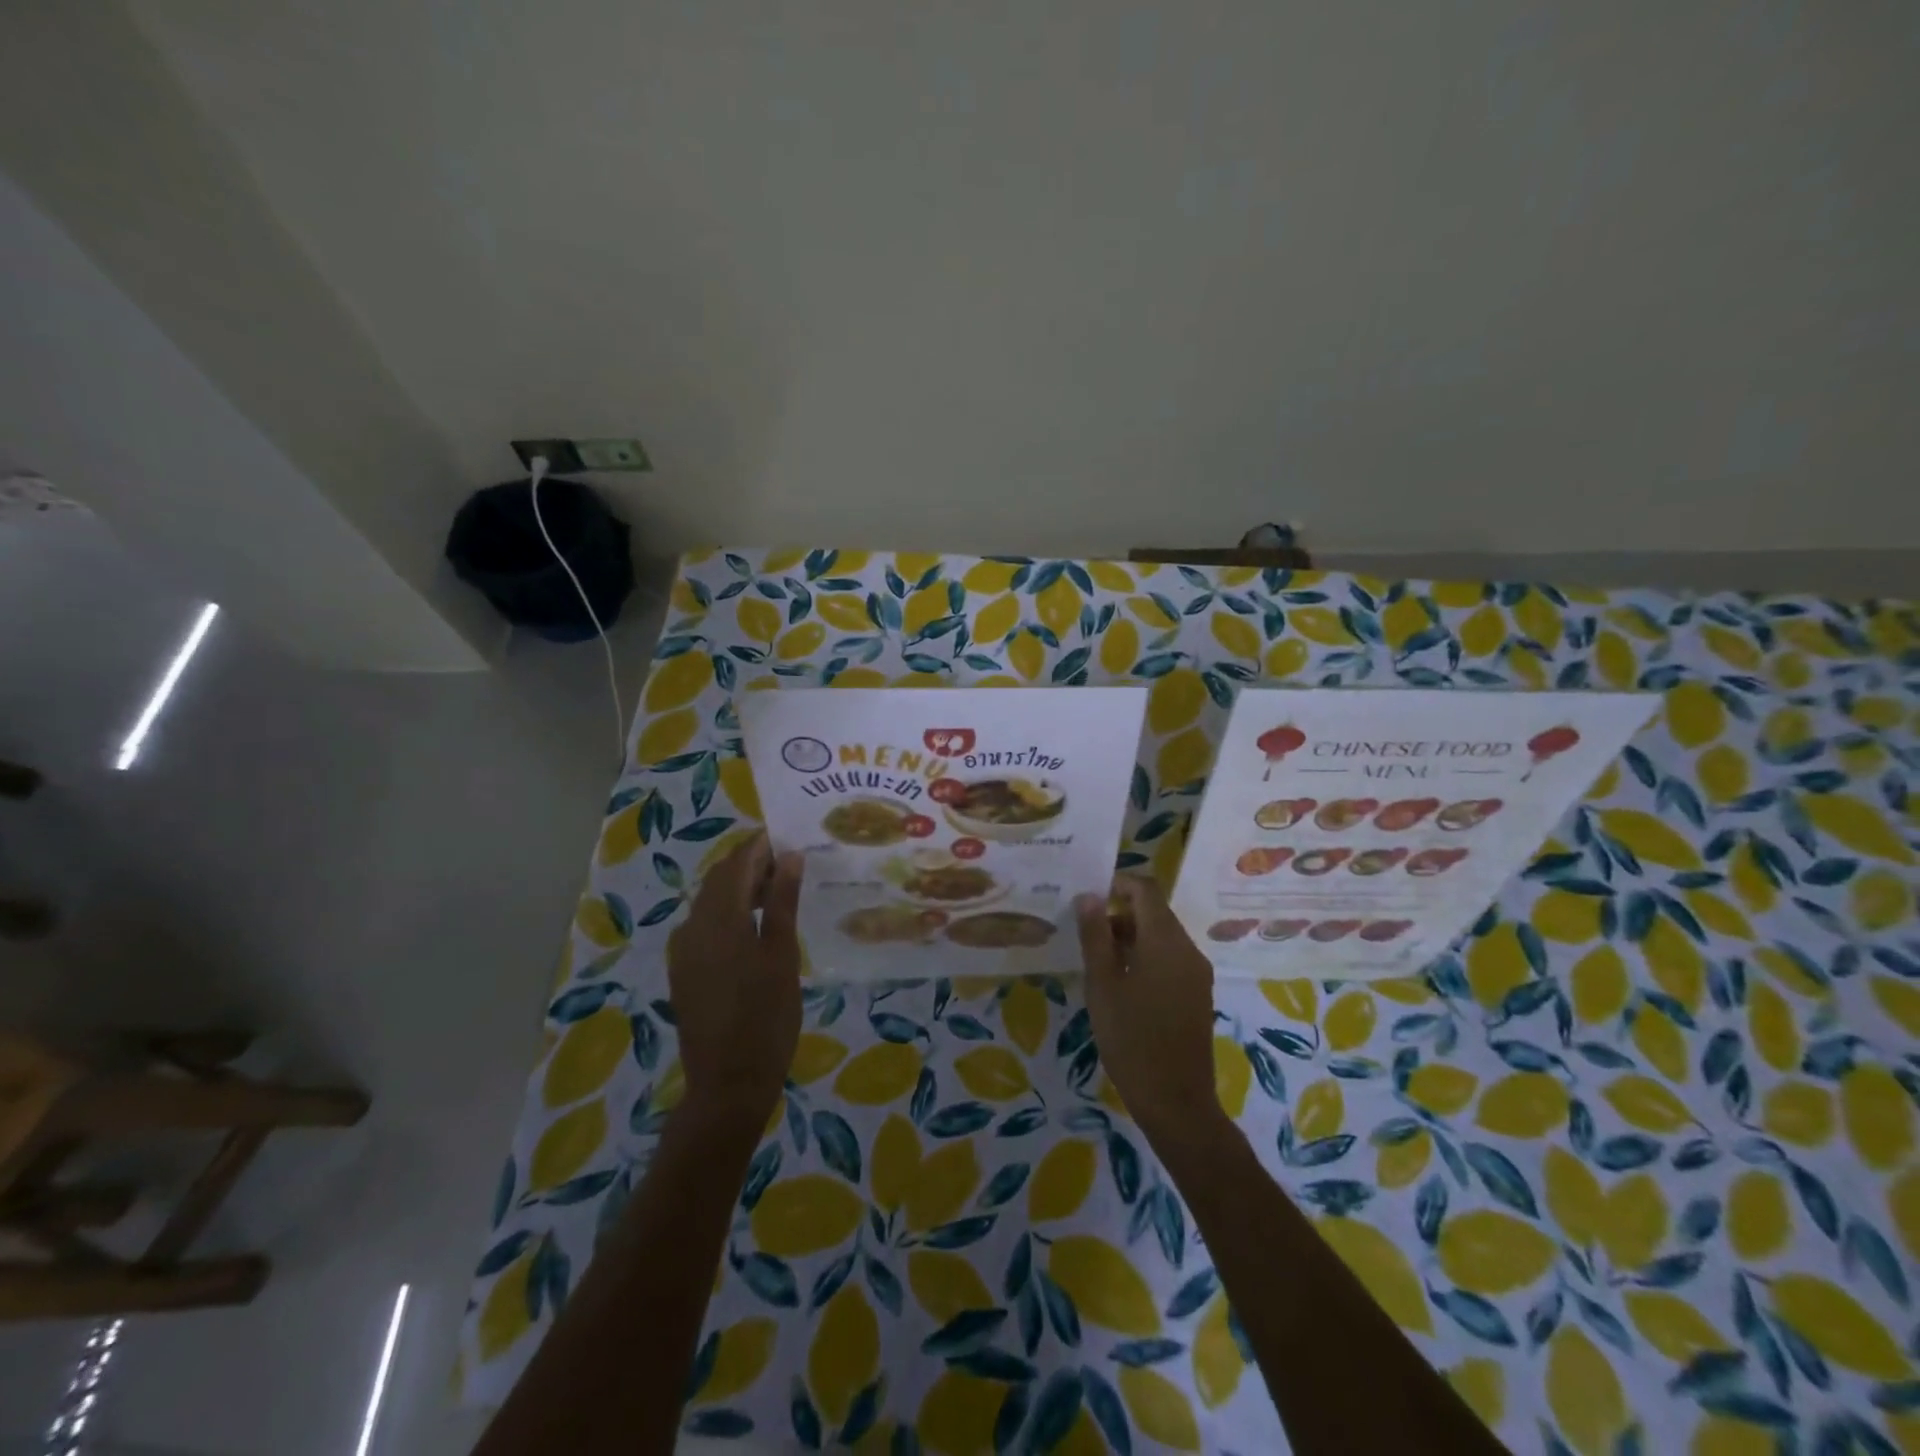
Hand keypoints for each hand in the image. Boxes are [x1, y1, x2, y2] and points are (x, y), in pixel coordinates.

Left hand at [666, 833, 803, 1123]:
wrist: (728, 1083)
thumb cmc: (766, 1017)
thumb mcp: (782, 956)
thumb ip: (782, 902)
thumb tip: (789, 856)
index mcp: (718, 919)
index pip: (736, 863)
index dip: (760, 845)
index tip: (787, 835)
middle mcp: (692, 927)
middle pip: (719, 879)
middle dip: (750, 864)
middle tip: (788, 862)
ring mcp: (683, 951)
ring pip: (710, 902)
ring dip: (739, 888)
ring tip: (777, 891)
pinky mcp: (684, 971)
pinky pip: (704, 925)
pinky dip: (728, 912)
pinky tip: (753, 926)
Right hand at [1076, 875, 1224, 1141]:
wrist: (1176, 1100)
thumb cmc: (1131, 1038)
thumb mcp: (1102, 985)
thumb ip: (1094, 936)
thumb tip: (1088, 896)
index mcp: (1165, 940)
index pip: (1145, 890)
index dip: (1118, 883)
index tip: (1089, 895)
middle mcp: (1188, 949)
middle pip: (1155, 913)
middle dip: (1120, 914)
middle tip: (1085, 934)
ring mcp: (1197, 972)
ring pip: (1163, 937)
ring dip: (1131, 937)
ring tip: (1098, 961)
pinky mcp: (1198, 993)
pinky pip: (1171, 959)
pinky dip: (1146, 957)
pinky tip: (1122, 983)